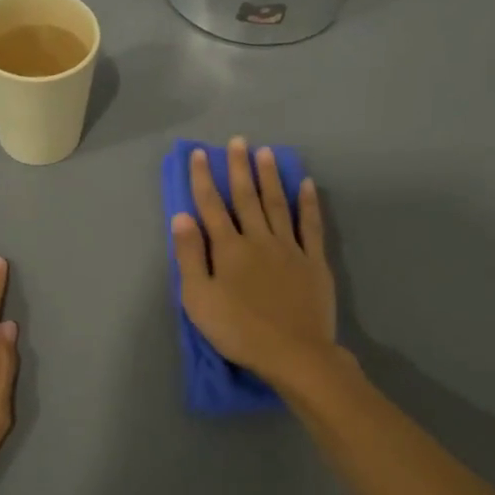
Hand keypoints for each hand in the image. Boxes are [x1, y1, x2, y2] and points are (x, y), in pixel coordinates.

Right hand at [170, 136, 338, 388]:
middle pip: (246, 197)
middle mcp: (258, 239)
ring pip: (277, 204)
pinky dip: (308, 203)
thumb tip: (181, 216)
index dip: (203, 178)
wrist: (293, 353)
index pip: (211, 206)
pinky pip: (311, 225)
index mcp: (228, 248)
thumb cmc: (238, 330)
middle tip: (239, 141)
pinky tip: (306, 185)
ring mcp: (289, 248)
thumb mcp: (199, 299)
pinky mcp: (313, 262)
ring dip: (270, 177)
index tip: (199, 154)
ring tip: (266, 153)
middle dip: (239, 168)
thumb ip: (190, 256)